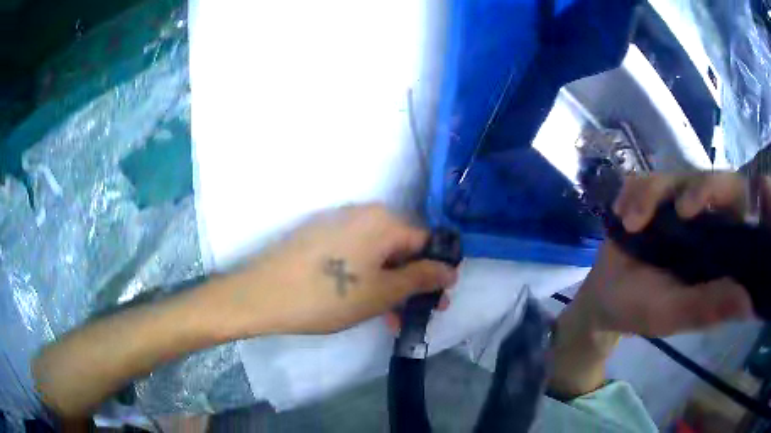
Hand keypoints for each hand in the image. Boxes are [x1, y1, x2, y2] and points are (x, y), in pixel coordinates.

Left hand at [212, 204, 457, 336]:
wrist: (262, 295)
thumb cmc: (328, 296)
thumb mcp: (382, 292)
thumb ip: (421, 279)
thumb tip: (450, 270)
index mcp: (383, 221)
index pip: (425, 241)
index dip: (436, 271)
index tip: (438, 299)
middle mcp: (362, 214)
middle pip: (401, 248)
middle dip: (412, 282)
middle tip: (416, 312)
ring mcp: (337, 224)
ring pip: (377, 255)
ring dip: (389, 285)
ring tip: (389, 318)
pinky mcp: (319, 237)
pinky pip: (354, 255)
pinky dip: (365, 277)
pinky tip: (362, 303)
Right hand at [577, 172, 758, 335]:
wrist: (604, 298)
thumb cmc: (641, 310)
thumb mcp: (674, 314)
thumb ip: (707, 307)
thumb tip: (748, 303)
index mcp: (720, 246)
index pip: (742, 208)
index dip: (747, 196)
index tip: (745, 197)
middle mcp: (706, 219)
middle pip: (713, 181)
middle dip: (698, 190)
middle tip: (680, 210)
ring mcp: (678, 202)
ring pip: (677, 177)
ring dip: (652, 195)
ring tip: (630, 223)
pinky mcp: (653, 194)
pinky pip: (646, 178)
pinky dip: (633, 192)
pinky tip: (620, 213)